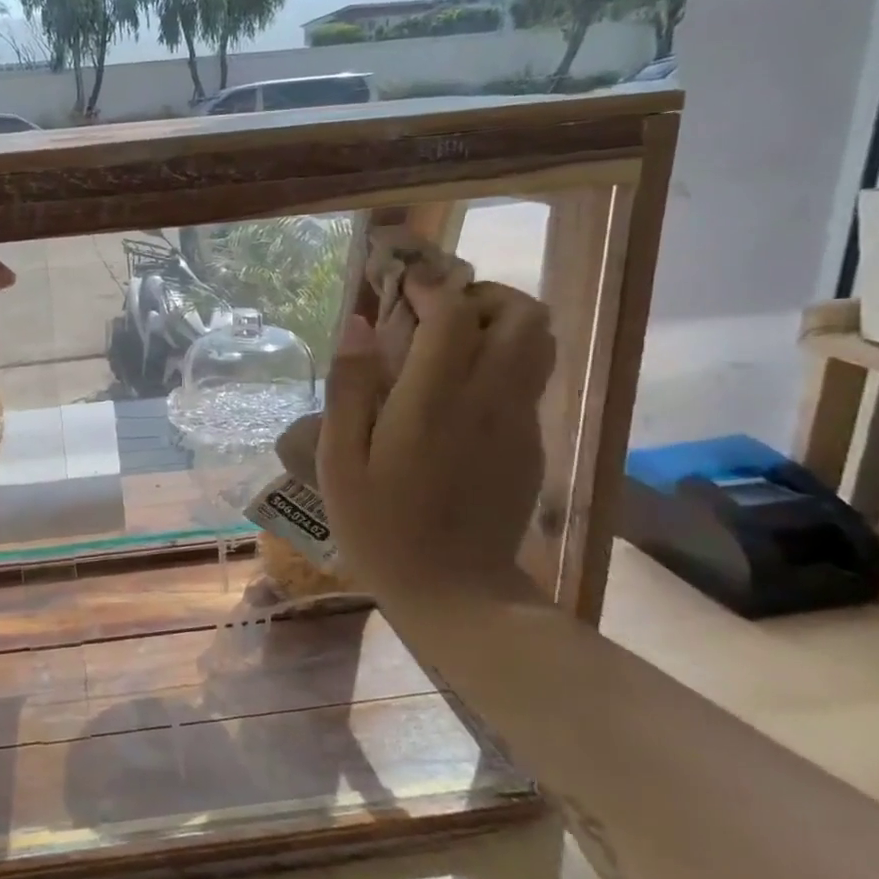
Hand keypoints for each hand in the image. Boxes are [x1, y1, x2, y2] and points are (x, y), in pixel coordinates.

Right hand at [316, 271, 553, 602]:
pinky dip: (503, 361)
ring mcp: (520, 421)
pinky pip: (529, 379)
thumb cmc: (380, 528)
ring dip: (500, 324)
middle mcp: (489, 399)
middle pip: (521, 314)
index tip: (403, 285)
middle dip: (481, 296)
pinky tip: (460, 392)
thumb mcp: (340, 461)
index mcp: (434, 401)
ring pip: (539, 342)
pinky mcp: (532, 443)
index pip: (453, 314)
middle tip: (436, 314)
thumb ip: (349, 387)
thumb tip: (358, 324)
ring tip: (452, 344)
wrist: (455, 593)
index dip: (431, 287)